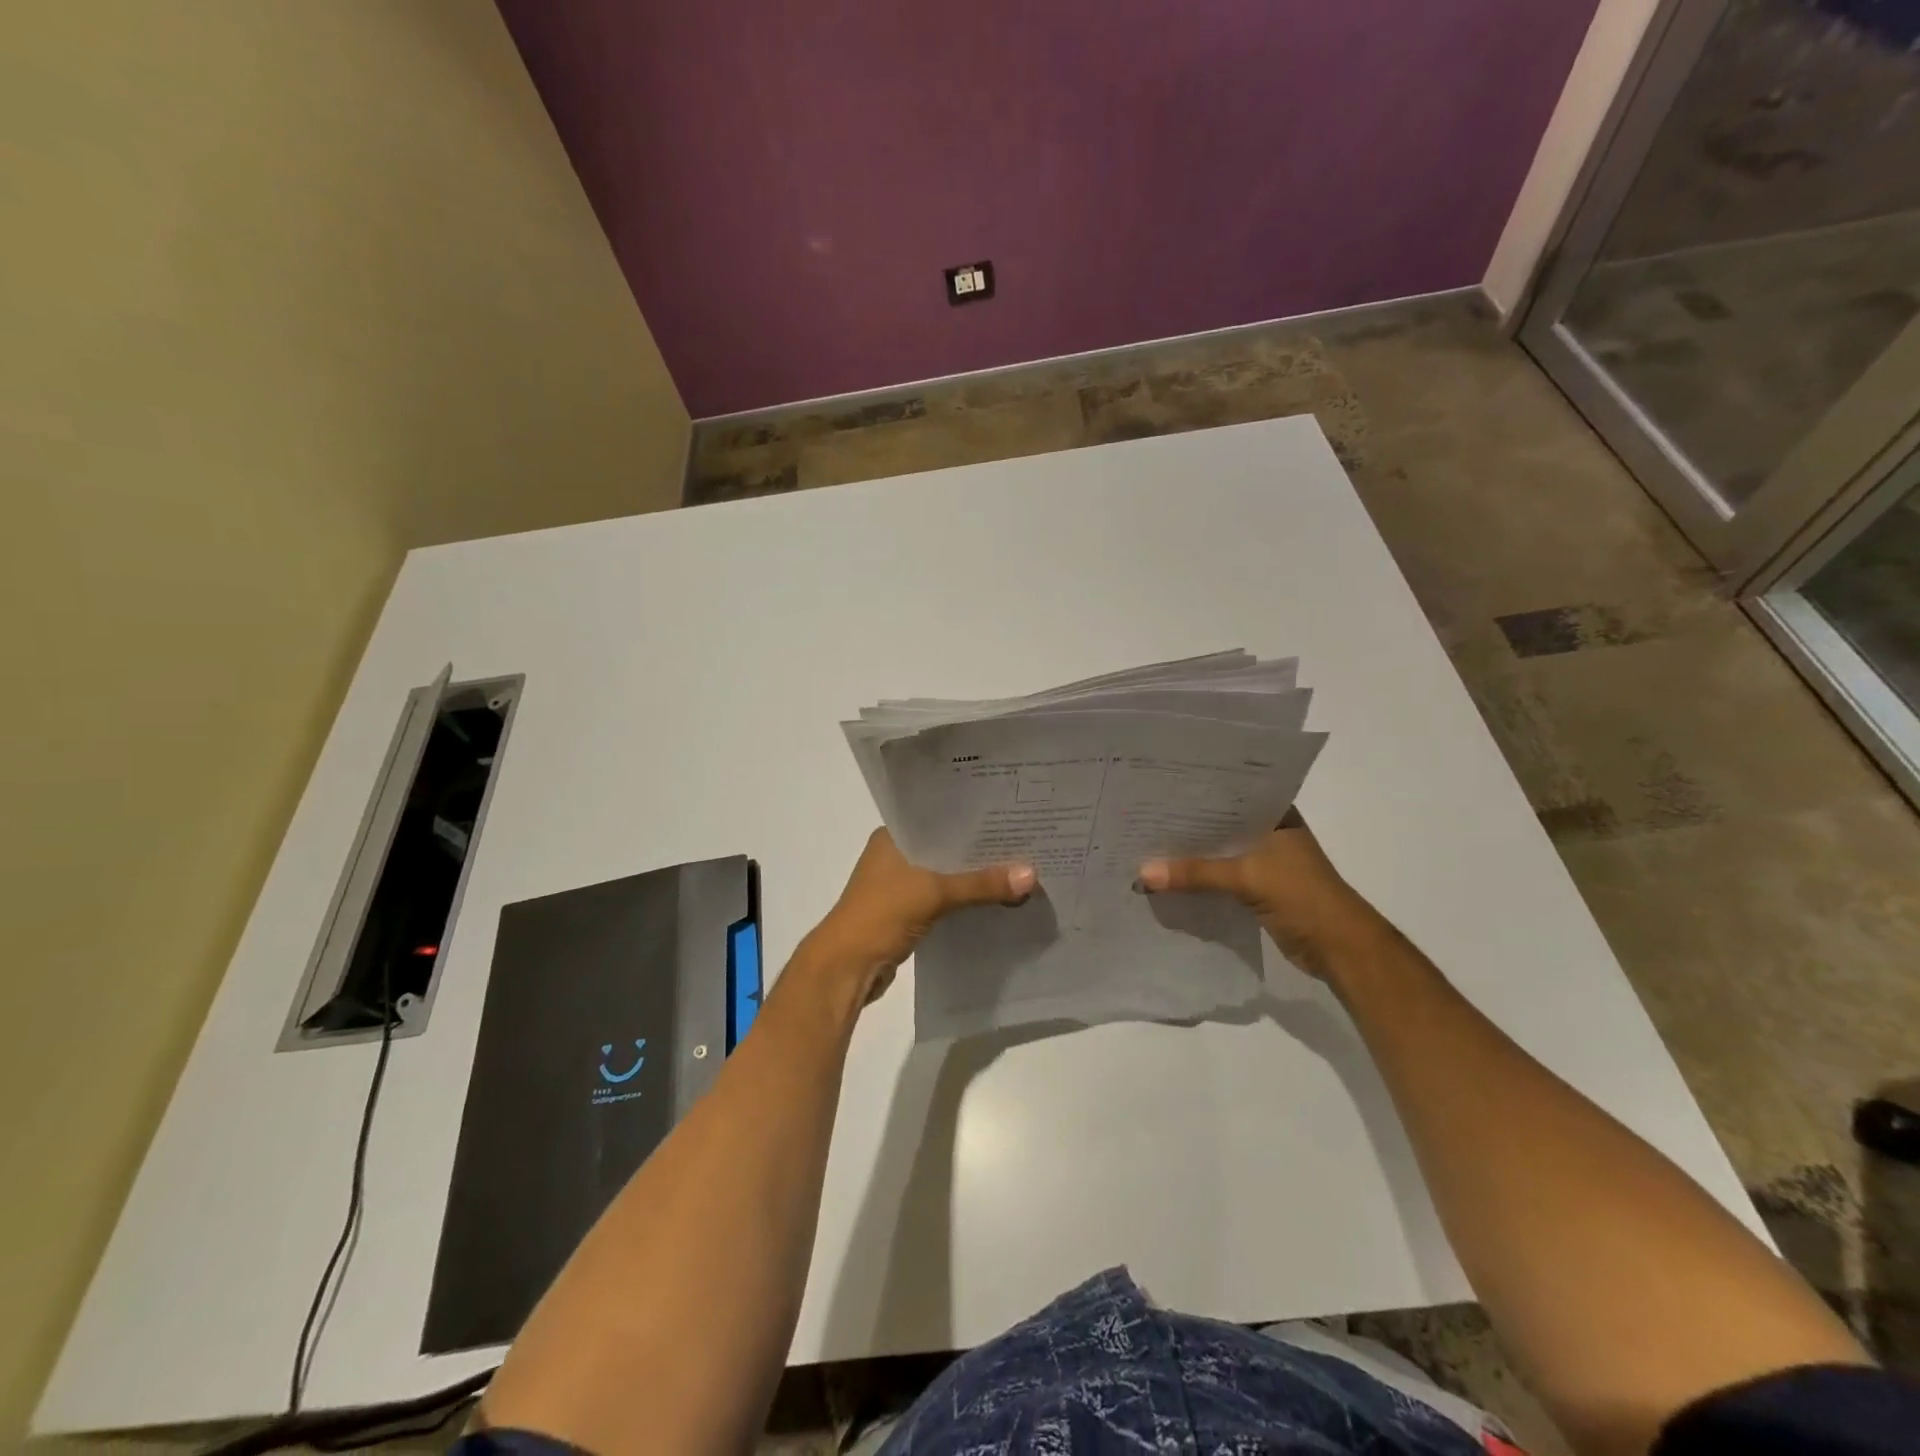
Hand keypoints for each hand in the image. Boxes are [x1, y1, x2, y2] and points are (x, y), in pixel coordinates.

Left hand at [801, 829, 1035, 1006]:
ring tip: (1017, 867)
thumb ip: (981, 884)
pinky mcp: (906, 913)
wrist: (846, 969)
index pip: (937, 816)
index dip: (971, 816)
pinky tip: (995, 899)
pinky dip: (964, 900)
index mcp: (892, 837)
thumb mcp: (934, 893)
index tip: (1008, 812)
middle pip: (945, 847)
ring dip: (973, 877)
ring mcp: (899, 886)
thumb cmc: (881, 915)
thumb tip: (1031, 874)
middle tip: (1023, 840)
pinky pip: (943, 899)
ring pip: (945, 874)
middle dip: (979, 849)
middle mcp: (895, 855)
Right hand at [1138, 814, 1393, 980]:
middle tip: (1142, 818)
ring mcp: (1264, 862)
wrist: (1341, 949)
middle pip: (1219, 826)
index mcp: (1275, 815)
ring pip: (1218, 853)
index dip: (1195, 794)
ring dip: (1191, 856)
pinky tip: (1168, 878)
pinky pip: (1219, 878)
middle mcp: (1268, 832)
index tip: (1157, 789)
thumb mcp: (1247, 878)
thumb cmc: (1303, 897)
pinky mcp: (1257, 889)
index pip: (1229, 794)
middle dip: (1186, 827)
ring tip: (1146, 845)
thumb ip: (1196, 873)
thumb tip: (1142, 872)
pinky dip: (1199, 879)